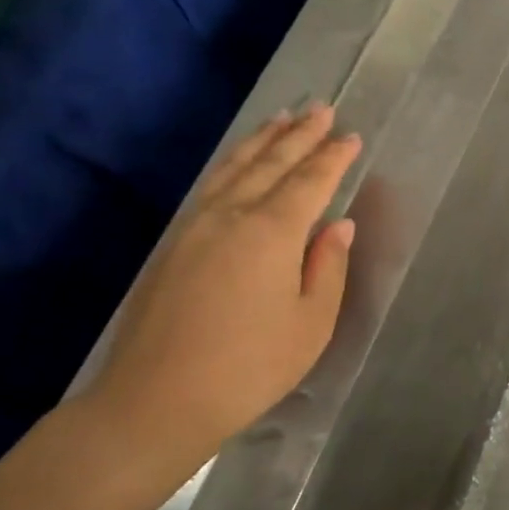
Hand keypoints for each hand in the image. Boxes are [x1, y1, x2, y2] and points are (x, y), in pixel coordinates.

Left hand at [85, 106, 360, 474]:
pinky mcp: (174, 244)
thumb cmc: (250, 367)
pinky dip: (232, 163)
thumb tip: (339, 225)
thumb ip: (328, 267)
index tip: (352, 136)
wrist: (156, 401)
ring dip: (262, 140)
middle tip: (321, 109)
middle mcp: (231, 216)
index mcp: (271, 232)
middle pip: (271, 163)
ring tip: (282, 119)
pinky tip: (239, 163)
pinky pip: (211, 185)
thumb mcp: (311, 324)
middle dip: (300, 134)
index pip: (310, 182)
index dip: (333, 158)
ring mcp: (196, 226)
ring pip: (234, 168)